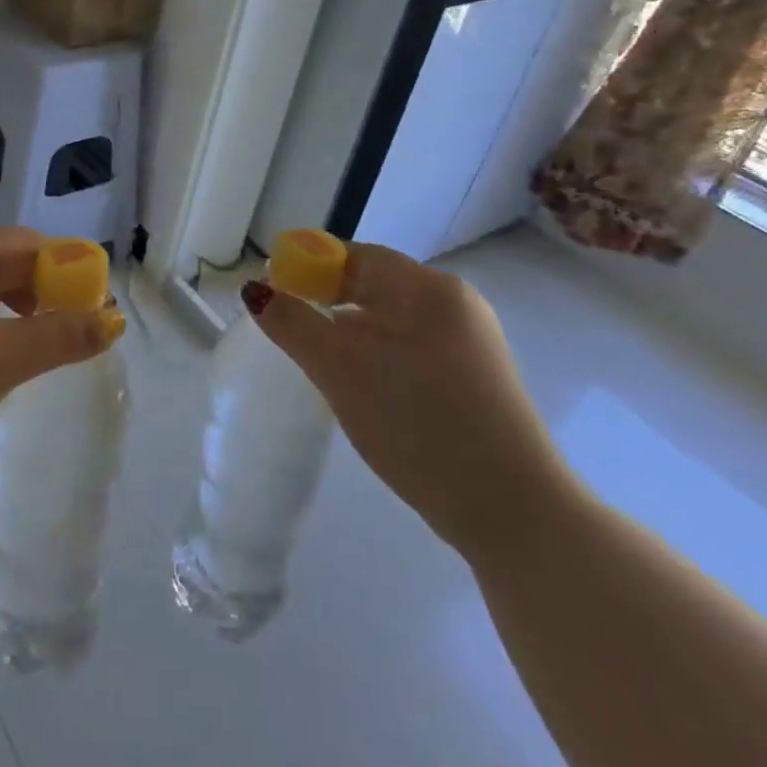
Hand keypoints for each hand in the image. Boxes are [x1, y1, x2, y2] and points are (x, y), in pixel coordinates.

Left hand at [0, 223, 123, 483]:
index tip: (99, 313)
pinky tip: (2, 355)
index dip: (69, 275)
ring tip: (43, 349)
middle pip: (5, 263)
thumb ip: (60, 336)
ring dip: (19, 314)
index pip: (28, 246)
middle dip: (44, 296)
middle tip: (77, 338)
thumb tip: (114, 320)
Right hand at [247, 243, 576, 559]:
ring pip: (390, 318)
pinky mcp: (475, 376)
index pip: (355, 256)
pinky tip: (362, 384)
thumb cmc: (418, 424)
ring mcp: (470, 341)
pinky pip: (411, 345)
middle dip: (326, 299)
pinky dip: (377, 352)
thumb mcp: (340, 370)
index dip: (307, 266)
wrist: (512, 510)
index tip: (273, 293)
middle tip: (288, 329)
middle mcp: (454, 303)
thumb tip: (254, 290)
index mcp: (428, 289)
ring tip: (319, 360)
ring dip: (349, 329)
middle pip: (374, 284)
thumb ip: (292, 324)